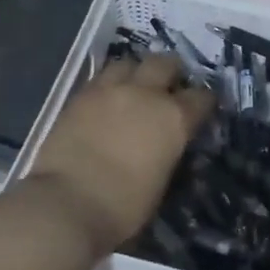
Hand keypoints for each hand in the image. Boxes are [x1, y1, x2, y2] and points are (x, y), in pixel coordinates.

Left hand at [24, 54, 213, 260]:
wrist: (66, 204)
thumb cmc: (123, 207)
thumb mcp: (161, 184)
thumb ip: (169, 155)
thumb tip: (168, 148)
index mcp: (174, 118)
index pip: (201, 98)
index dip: (204, 103)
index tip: (201, 111)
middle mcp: (145, 94)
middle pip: (165, 64)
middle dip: (171, 73)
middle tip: (169, 89)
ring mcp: (109, 90)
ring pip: (129, 62)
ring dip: (136, 72)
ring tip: (134, 88)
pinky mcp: (79, 96)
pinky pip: (100, 77)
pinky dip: (109, 84)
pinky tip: (107, 100)